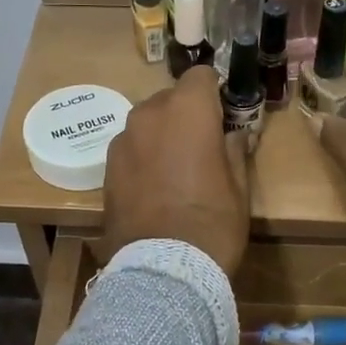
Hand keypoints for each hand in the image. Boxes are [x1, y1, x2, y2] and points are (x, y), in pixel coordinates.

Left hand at [102, 65, 251, 277]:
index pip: (201, 76)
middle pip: (170, 98)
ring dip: (161, 136)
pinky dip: (143, 158)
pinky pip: (131, 149)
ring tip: (175, 171)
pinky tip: (154, 188)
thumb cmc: (212, 223)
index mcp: (187, 110)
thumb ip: (235, 150)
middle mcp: (149, 114)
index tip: (224, 115)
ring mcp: (122, 140)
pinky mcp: (106, 168)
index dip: (214, 92)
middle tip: (202, 146)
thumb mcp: (239, 186)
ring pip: (147, 124)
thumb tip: (236, 135)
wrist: (162, 269)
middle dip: (186, 115)